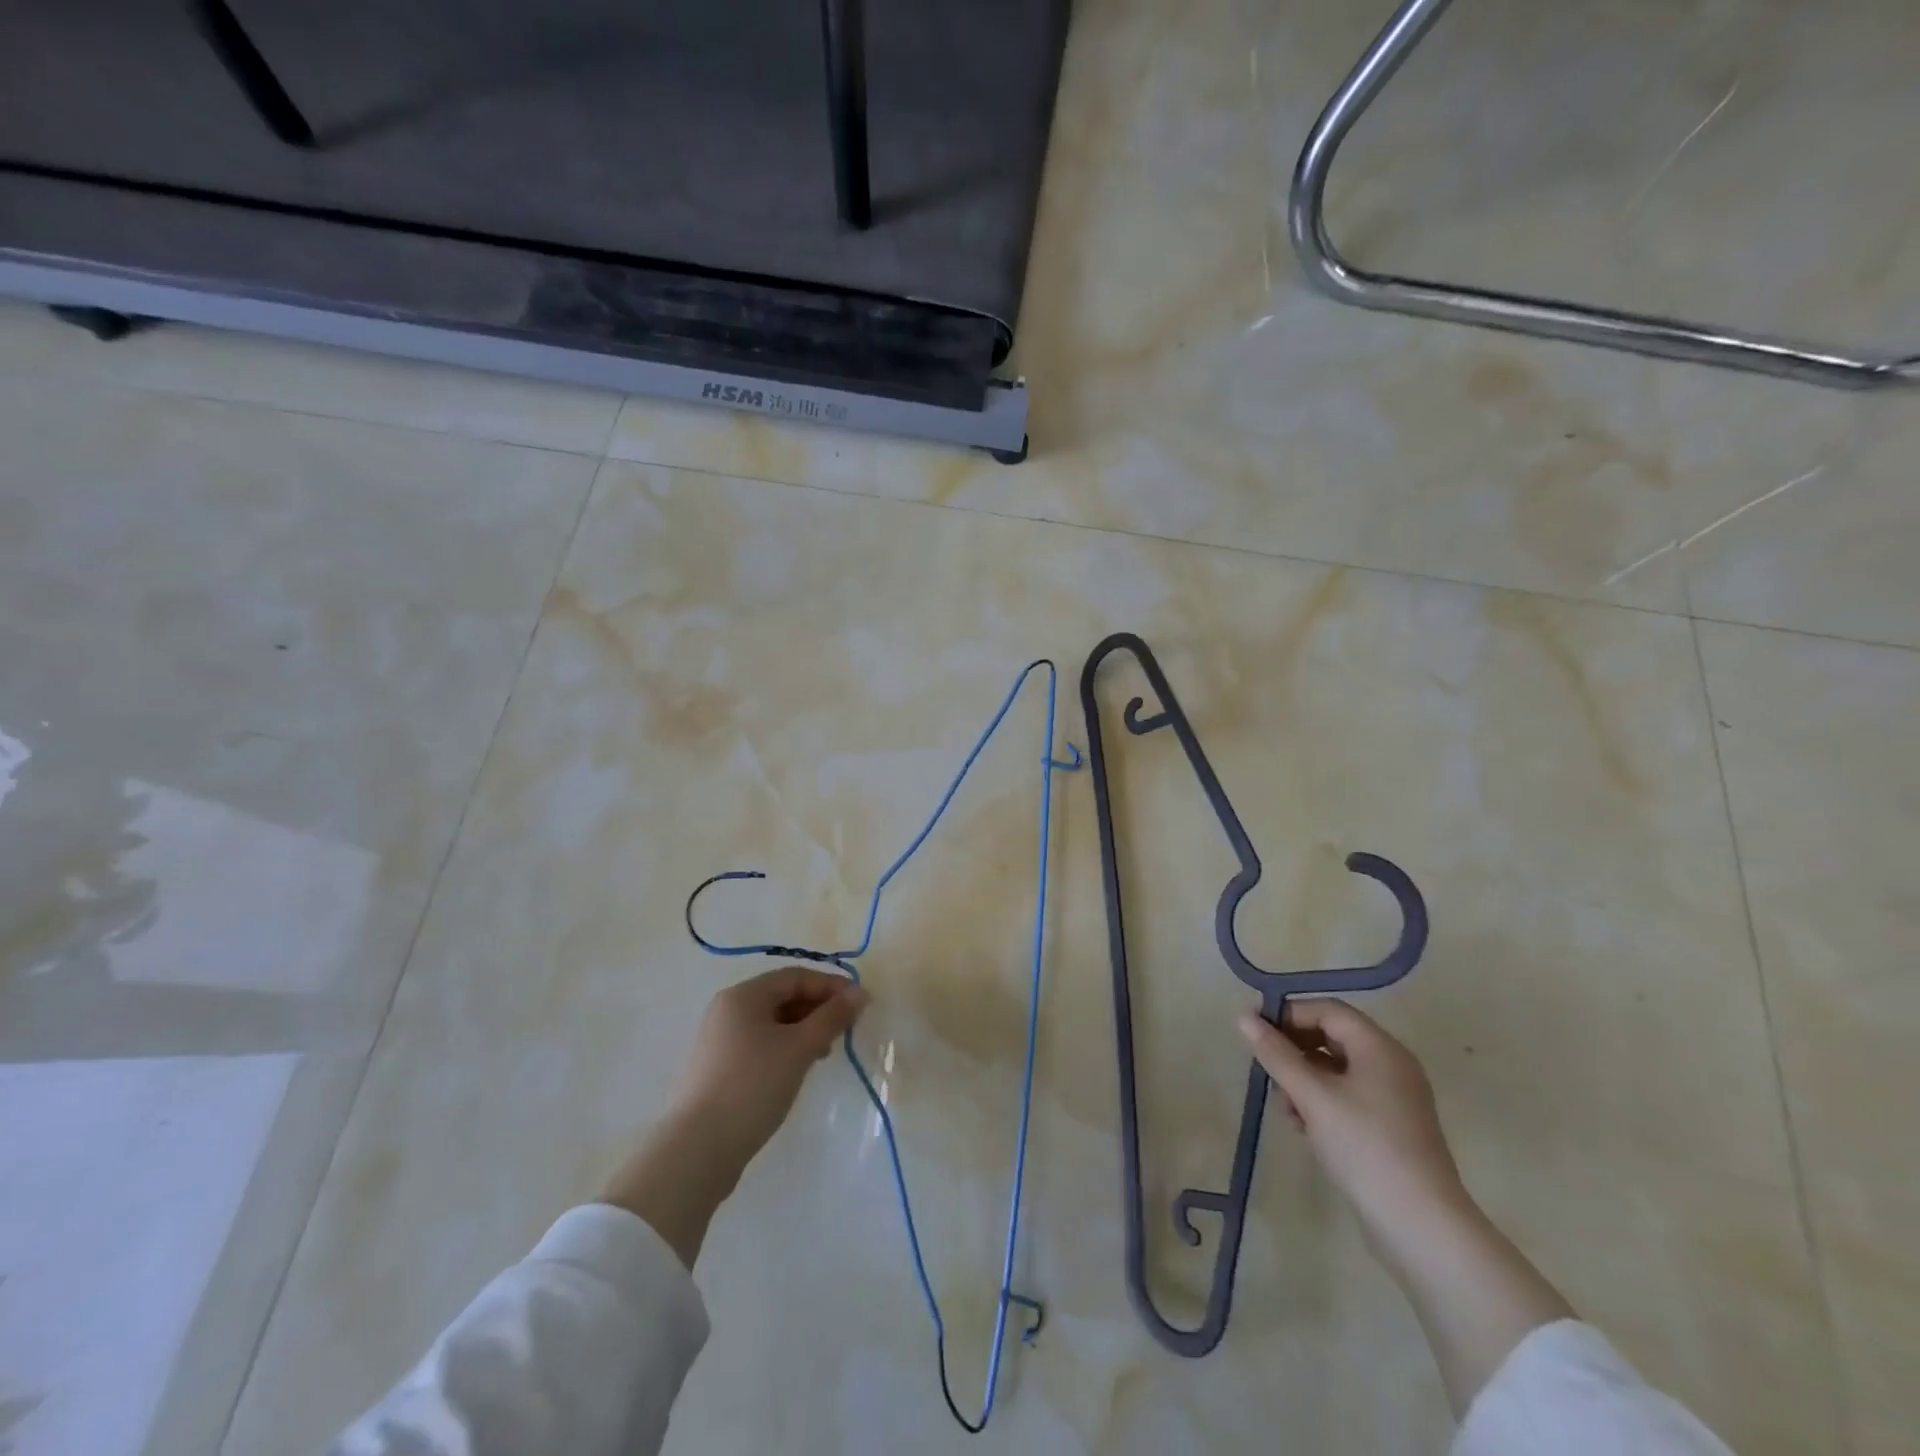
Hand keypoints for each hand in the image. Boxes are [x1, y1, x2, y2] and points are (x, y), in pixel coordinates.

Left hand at [601, 967, 865, 1267]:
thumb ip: (832, 1017)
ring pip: (771, 1023)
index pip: (795, 976)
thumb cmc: (753, 1085)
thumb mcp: (800, 1048)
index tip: (860, 1003)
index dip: (830, 985)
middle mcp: (727, 1010)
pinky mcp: (716, 1070)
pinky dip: (784, 1049)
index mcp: (743, 996)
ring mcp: (718, 1041)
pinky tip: (797, 1070)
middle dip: (817, 1008)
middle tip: (846, 1029)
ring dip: (803, 1030)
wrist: (697, 1150)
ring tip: (825, 1053)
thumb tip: (860, 993)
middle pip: (781, 997)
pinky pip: (758, 1045)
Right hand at [1238, 998, 1467, 1255]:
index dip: (1289, 1014)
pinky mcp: (1391, 1127)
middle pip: (1332, 1037)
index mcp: (1380, 1047)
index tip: (1256, 1034)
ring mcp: (1394, 1098)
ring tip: (1284, 1108)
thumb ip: (1276, 1054)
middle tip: (1267, 1072)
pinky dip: (1321, 1101)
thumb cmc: (1364, 1147)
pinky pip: (1347, 1096)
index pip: (1327, 1010)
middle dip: (1294, 1051)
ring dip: (1303, 1079)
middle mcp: (1391, 1064)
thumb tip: (1244, 1018)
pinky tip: (1303, 1126)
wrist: (1421, 1227)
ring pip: (1336, 1069)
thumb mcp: (1312, 1096)